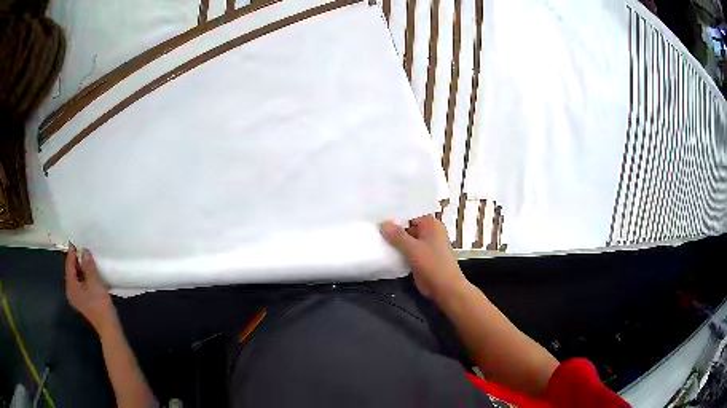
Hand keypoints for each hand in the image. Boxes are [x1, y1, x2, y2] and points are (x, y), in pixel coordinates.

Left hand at [65, 244, 117, 333]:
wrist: (108, 328)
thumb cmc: (100, 305)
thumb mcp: (95, 283)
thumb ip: (88, 266)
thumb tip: (84, 251)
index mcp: (71, 286)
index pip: (69, 265)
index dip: (72, 252)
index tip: (75, 240)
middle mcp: (71, 291)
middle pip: (71, 271)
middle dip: (76, 260)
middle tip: (82, 247)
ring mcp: (77, 298)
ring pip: (76, 278)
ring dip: (81, 268)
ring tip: (87, 258)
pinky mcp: (83, 301)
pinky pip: (80, 284)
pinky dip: (84, 276)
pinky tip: (90, 273)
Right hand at [380, 215, 467, 302]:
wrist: (445, 288)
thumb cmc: (433, 265)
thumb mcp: (413, 249)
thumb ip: (397, 235)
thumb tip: (383, 223)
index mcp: (431, 224)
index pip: (409, 213)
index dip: (394, 214)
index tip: (376, 213)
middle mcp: (428, 232)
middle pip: (406, 226)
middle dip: (391, 227)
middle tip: (371, 224)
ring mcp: (424, 245)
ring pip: (405, 239)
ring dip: (393, 240)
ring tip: (373, 235)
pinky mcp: (420, 257)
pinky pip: (406, 249)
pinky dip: (396, 250)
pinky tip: (381, 248)